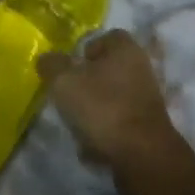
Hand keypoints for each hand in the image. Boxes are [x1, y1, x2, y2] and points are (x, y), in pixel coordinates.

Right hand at [38, 29, 179, 172]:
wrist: (142, 156)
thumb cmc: (103, 108)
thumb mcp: (65, 82)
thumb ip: (52, 65)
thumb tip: (47, 59)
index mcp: (126, 49)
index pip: (106, 37)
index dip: (85, 50)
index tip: (70, 69)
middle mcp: (141, 69)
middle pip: (107, 70)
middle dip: (86, 84)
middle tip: (68, 98)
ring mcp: (147, 99)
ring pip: (111, 99)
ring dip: (93, 112)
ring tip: (77, 127)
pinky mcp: (147, 128)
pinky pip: (119, 124)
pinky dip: (105, 134)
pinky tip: (92, 149)